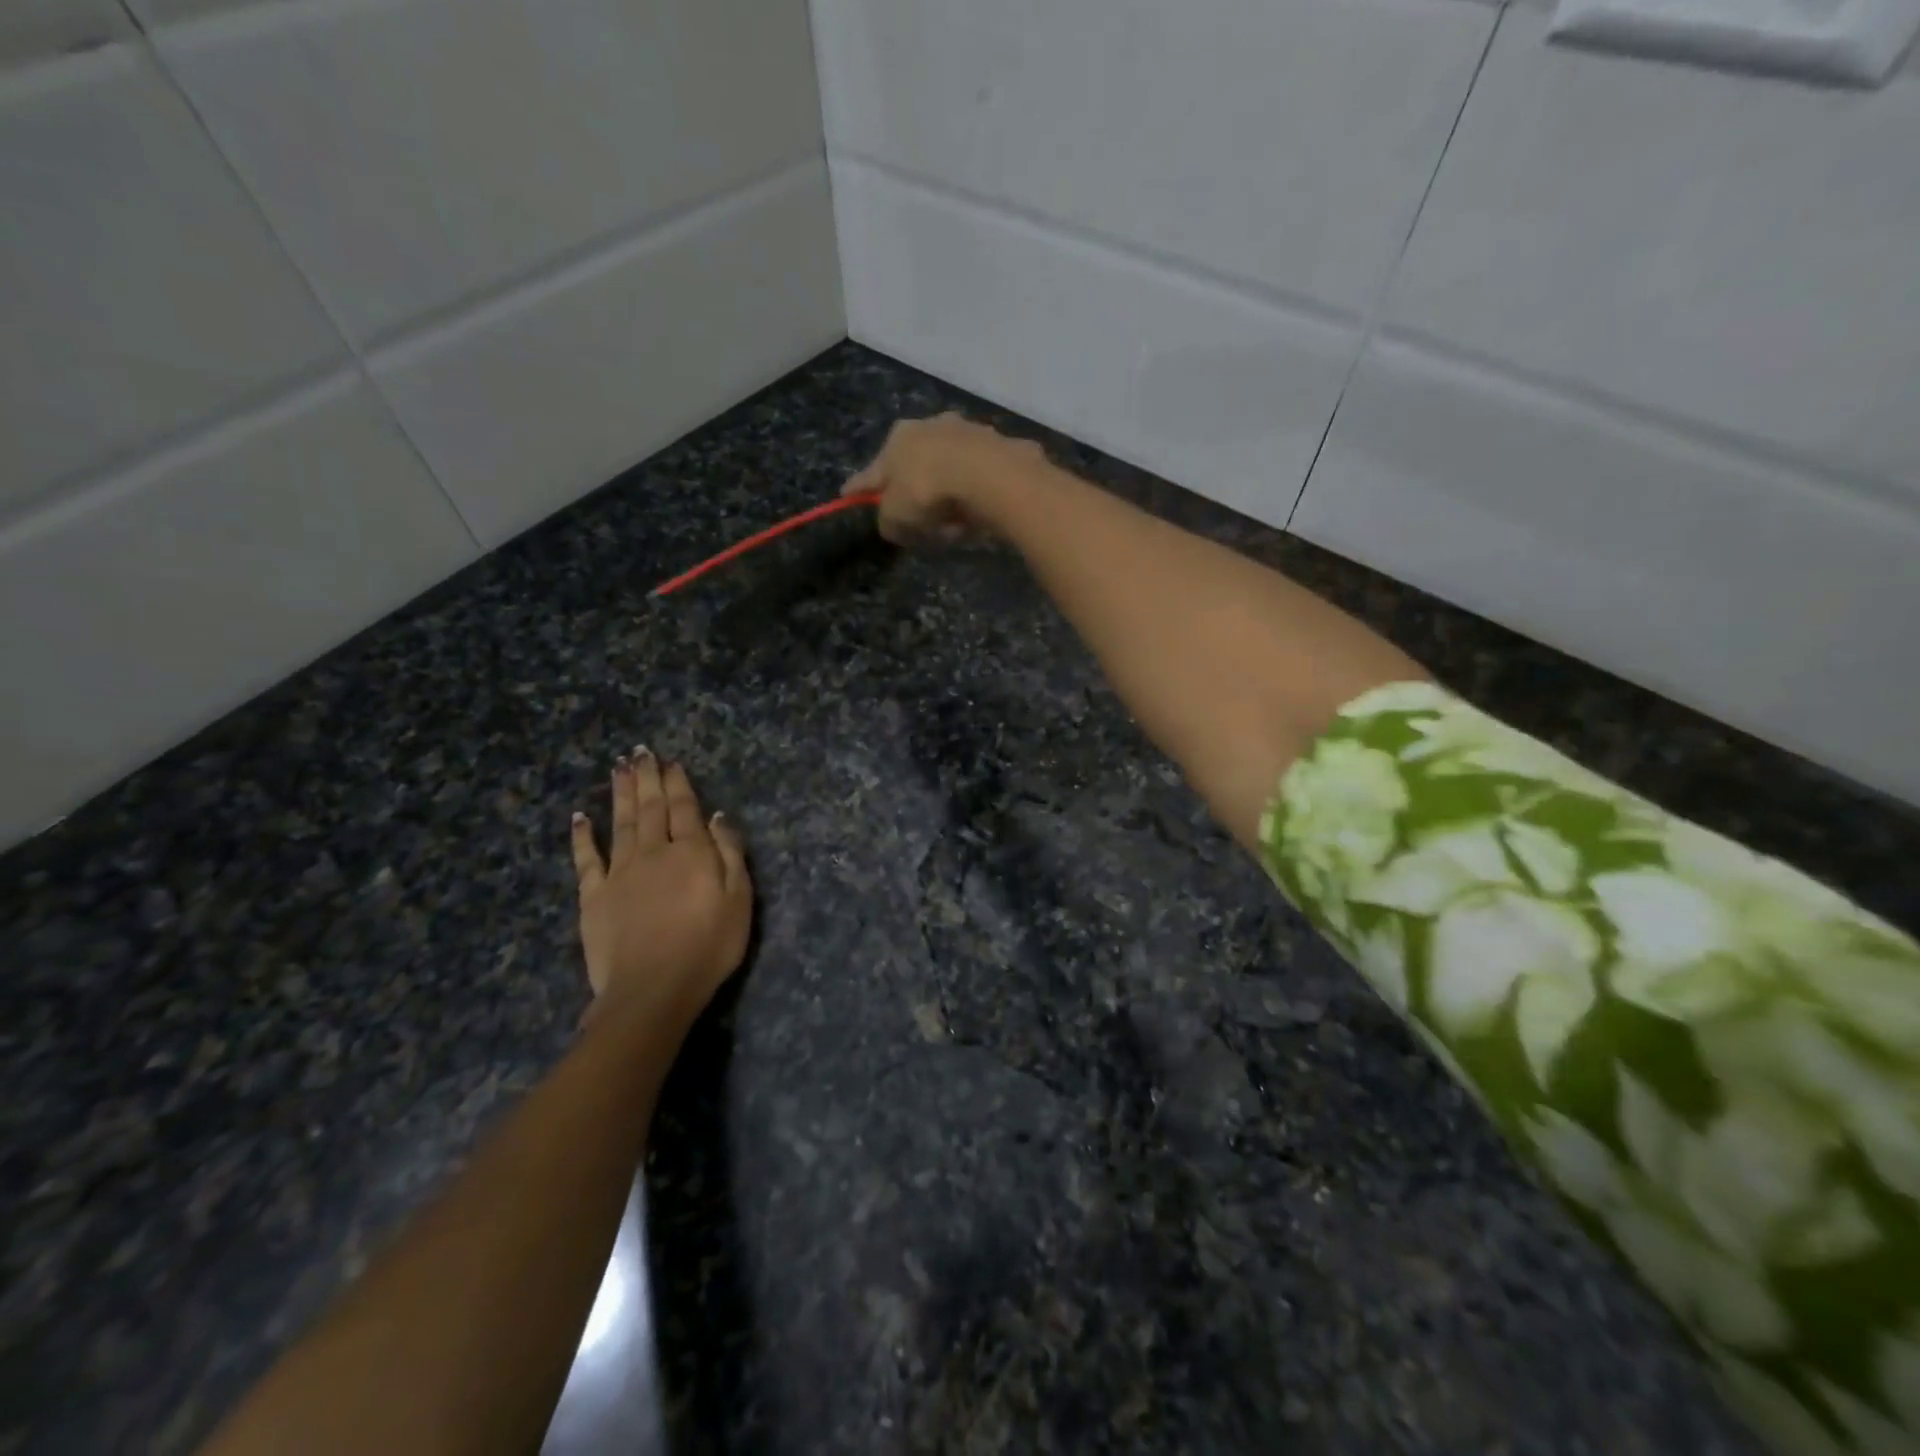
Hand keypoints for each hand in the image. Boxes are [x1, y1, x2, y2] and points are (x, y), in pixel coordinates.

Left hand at [569, 751, 751, 1034]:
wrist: (652, 990)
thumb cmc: (708, 946)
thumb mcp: (739, 900)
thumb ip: (730, 853)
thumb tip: (718, 816)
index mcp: (691, 852)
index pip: (684, 808)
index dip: (678, 783)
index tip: (671, 762)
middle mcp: (653, 852)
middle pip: (650, 808)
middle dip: (647, 778)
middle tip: (640, 752)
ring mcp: (620, 873)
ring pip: (620, 823)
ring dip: (620, 794)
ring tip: (619, 768)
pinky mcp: (594, 896)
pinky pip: (586, 859)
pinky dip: (583, 836)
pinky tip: (580, 817)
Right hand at [844, 413, 1047, 544]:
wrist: (986, 473)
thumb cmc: (927, 490)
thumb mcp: (896, 516)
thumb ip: (888, 522)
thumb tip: (892, 525)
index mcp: (898, 438)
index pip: (873, 470)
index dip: (860, 487)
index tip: (847, 494)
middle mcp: (930, 426)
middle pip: (916, 468)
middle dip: (915, 497)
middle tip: (918, 525)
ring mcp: (967, 432)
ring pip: (949, 473)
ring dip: (948, 501)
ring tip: (954, 528)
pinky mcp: (997, 446)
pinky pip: (977, 480)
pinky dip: (973, 498)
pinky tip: (976, 516)